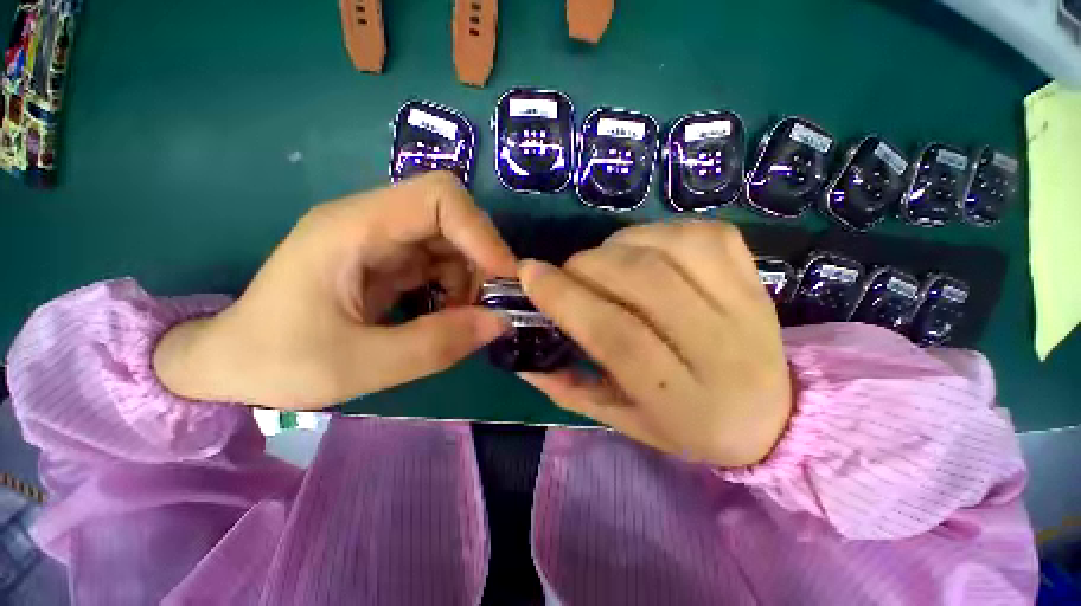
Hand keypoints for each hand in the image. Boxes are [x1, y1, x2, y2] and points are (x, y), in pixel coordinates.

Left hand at [154, 172, 516, 409]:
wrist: (230, 363)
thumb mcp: (359, 366)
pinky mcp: (388, 262)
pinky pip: (441, 263)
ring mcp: (381, 241)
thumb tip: (501, 322)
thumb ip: (436, 344)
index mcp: (353, 228)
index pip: (439, 197)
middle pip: (453, 218)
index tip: (503, 278)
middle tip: (489, 306)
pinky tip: (447, 316)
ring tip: (463, 319)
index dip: (481, 233)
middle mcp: (371, 222)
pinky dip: (457, 288)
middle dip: (481, 261)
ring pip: (452, 242)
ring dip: (470, 279)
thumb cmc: (276, 361)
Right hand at [518, 221, 791, 467]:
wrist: (774, 416)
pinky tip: (642, 251)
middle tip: (567, 273)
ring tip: (604, 264)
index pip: (618, 336)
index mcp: (685, 401)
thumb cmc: (688, 425)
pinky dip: (654, 233)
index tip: (530, 274)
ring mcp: (746, 304)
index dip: (567, 299)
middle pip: (643, 281)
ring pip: (668, 248)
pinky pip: (697, 233)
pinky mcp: (754, 275)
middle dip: (587, 266)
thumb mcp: (623, 420)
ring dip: (618, 246)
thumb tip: (523, 357)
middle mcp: (722, 349)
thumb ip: (571, 389)